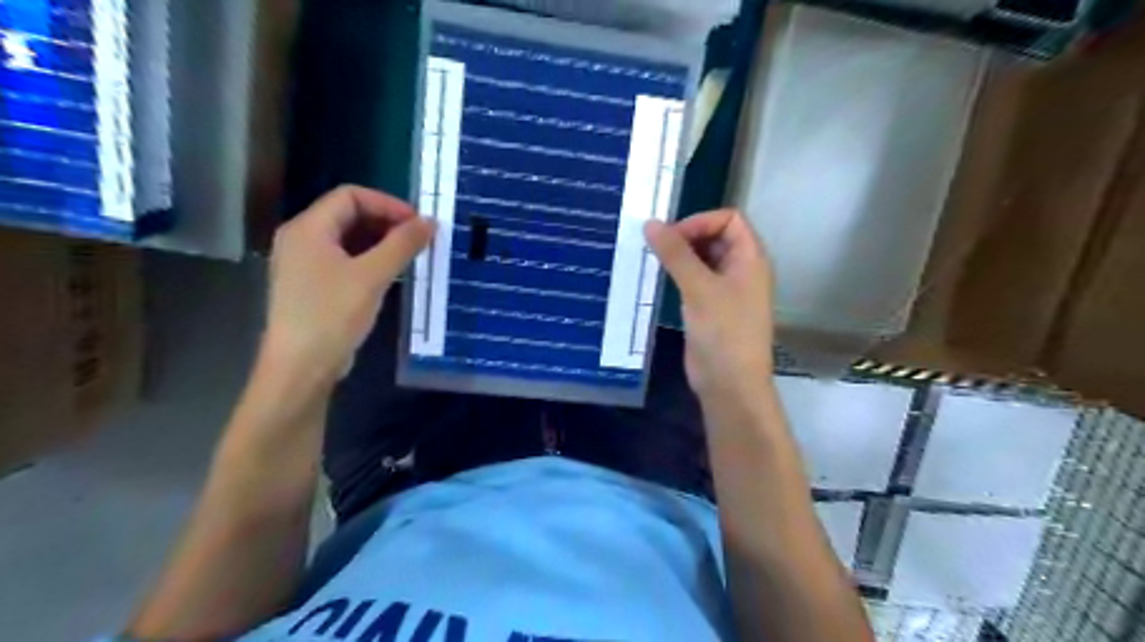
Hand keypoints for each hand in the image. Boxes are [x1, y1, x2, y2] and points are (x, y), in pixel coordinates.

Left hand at [264, 186, 433, 385]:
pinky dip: (370, 260)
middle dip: (387, 222)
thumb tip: (431, 222)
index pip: (350, 196)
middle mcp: (302, 239)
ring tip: (411, 256)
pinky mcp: (314, 286)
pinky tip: (392, 274)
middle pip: (349, 215)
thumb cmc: (332, 315)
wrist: (302, 366)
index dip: (387, 204)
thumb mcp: (372, 276)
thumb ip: (402, 245)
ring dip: (381, 242)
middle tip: (419, 240)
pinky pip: (346, 260)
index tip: (418, 223)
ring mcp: (306, 264)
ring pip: (349, 239)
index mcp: (308, 228)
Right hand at [643, 211, 778, 406]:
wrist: (730, 383)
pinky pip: (696, 279)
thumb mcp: (699, 288)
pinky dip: (679, 274)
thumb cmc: (723, 332)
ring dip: (681, 256)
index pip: (729, 219)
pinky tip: (660, 279)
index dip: (701, 222)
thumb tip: (650, 223)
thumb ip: (675, 254)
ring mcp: (727, 289)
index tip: (671, 237)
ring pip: (704, 259)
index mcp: (751, 258)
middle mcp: (742, 269)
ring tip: (654, 261)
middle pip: (716, 236)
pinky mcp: (712, 307)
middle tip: (657, 248)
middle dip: (687, 237)